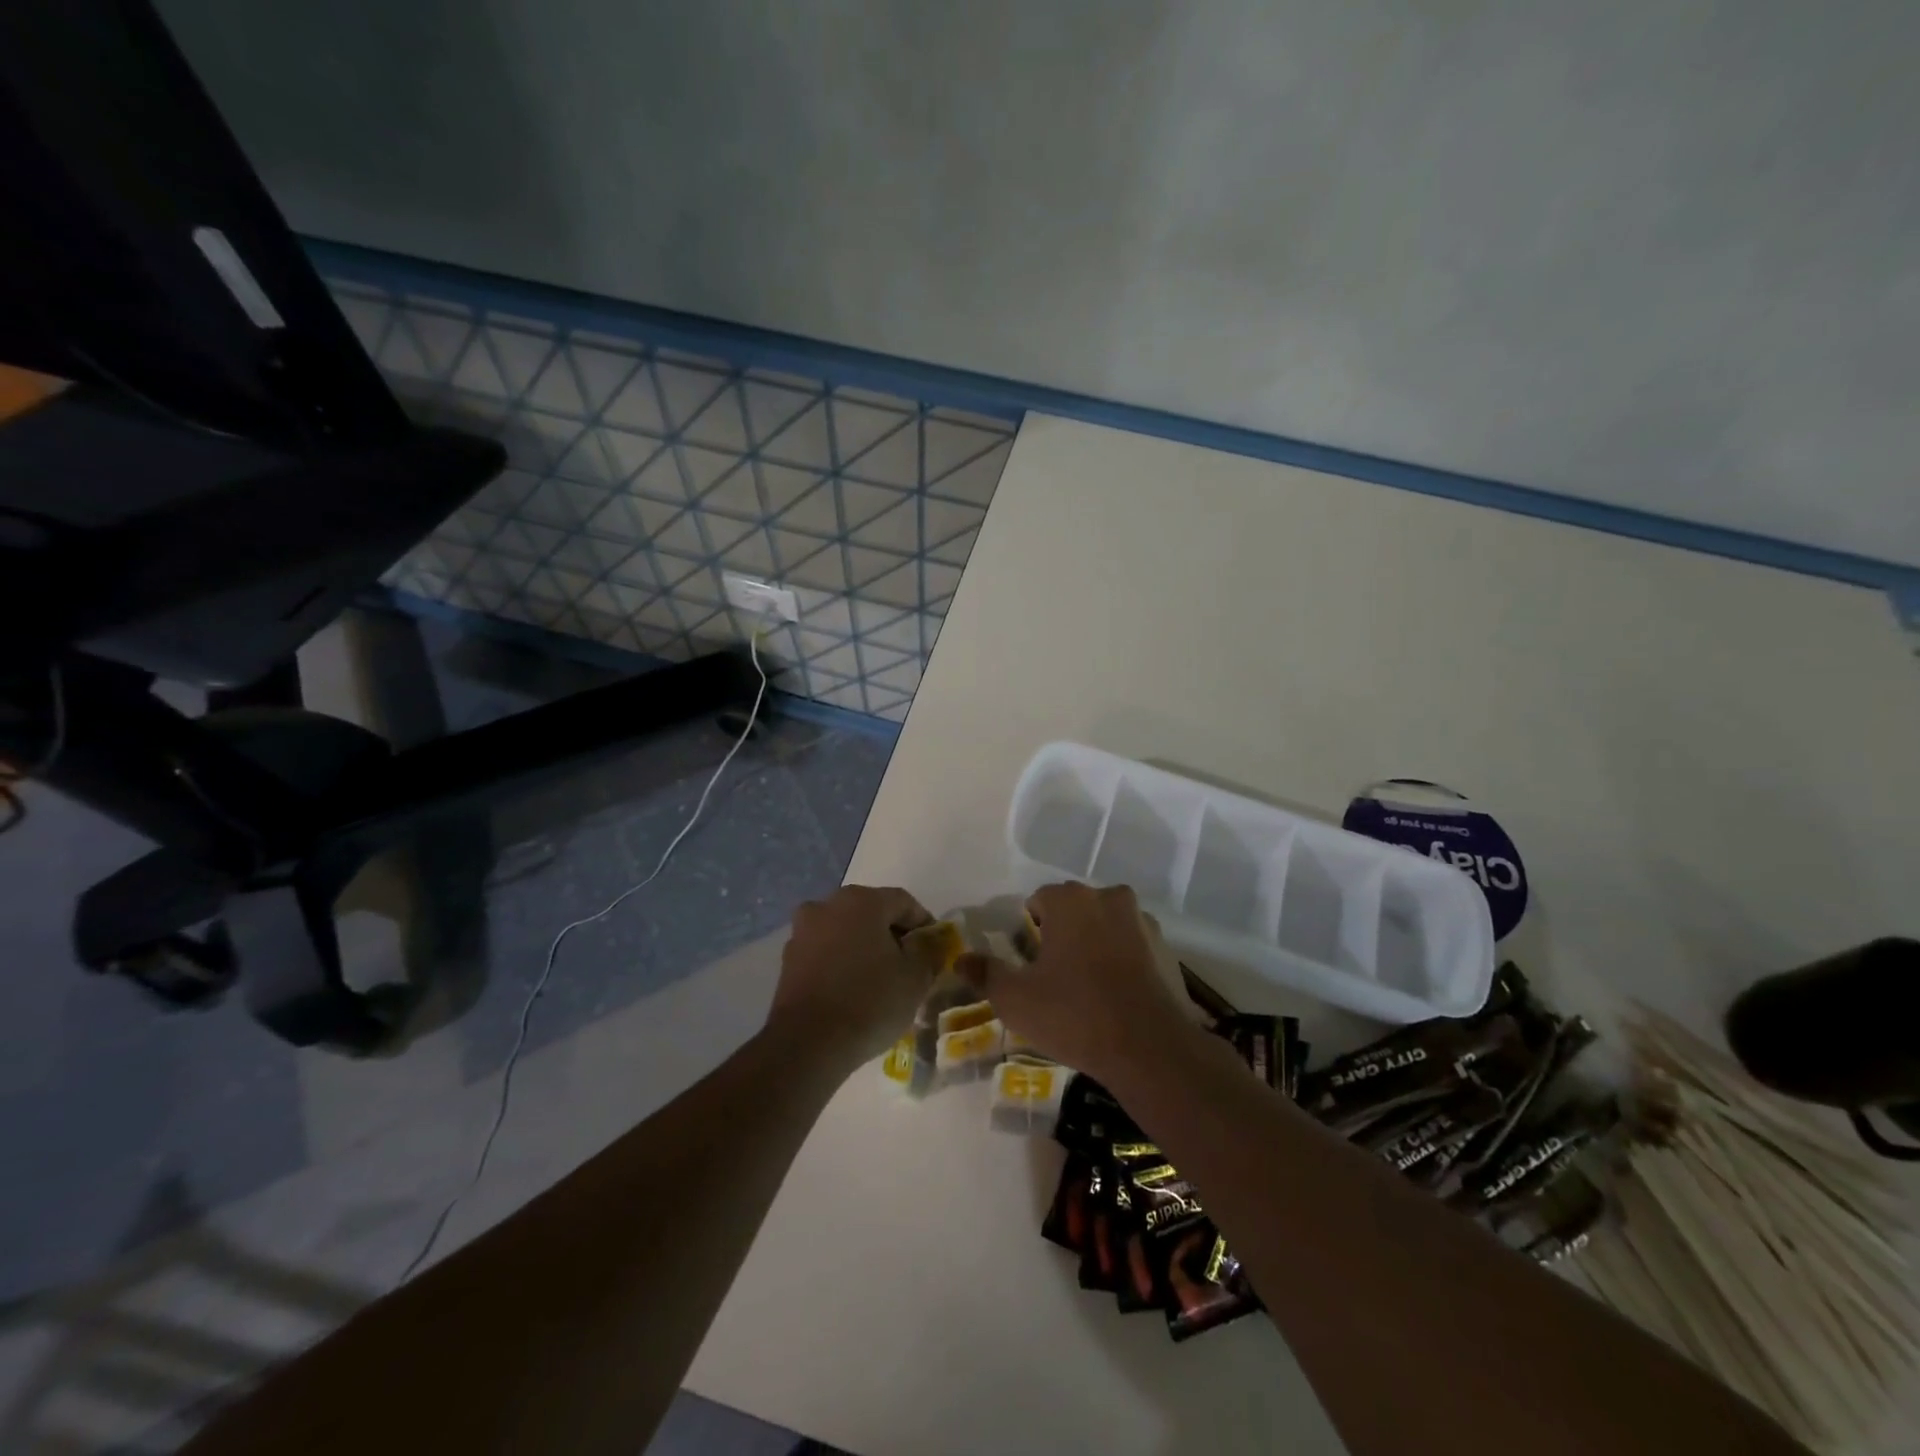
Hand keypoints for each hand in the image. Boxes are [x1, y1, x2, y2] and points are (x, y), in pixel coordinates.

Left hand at [766, 885, 935, 1071]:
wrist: (808, 1043)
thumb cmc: (870, 1001)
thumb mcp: (915, 977)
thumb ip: (928, 950)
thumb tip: (928, 940)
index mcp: (862, 900)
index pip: (904, 902)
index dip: (924, 924)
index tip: (934, 951)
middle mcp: (828, 905)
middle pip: (871, 913)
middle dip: (892, 935)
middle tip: (909, 965)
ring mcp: (803, 931)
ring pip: (845, 932)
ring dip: (864, 948)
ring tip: (879, 981)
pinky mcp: (789, 959)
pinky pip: (825, 952)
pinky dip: (841, 963)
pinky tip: (852, 990)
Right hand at [957, 882, 1190, 1089]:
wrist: (1150, 1048)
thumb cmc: (1074, 1014)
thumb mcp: (1015, 999)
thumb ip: (986, 973)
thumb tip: (960, 959)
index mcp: (1070, 900)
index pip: (1038, 901)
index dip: (1028, 932)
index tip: (1027, 964)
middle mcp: (1108, 897)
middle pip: (1073, 909)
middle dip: (1061, 934)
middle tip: (1052, 978)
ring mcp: (1141, 921)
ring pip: (1104, 925)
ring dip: (1093, 944)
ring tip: (1086, 988)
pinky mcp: (1166, 948)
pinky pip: (1131, 945)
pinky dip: (1120, 960)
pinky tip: (1115, 996)